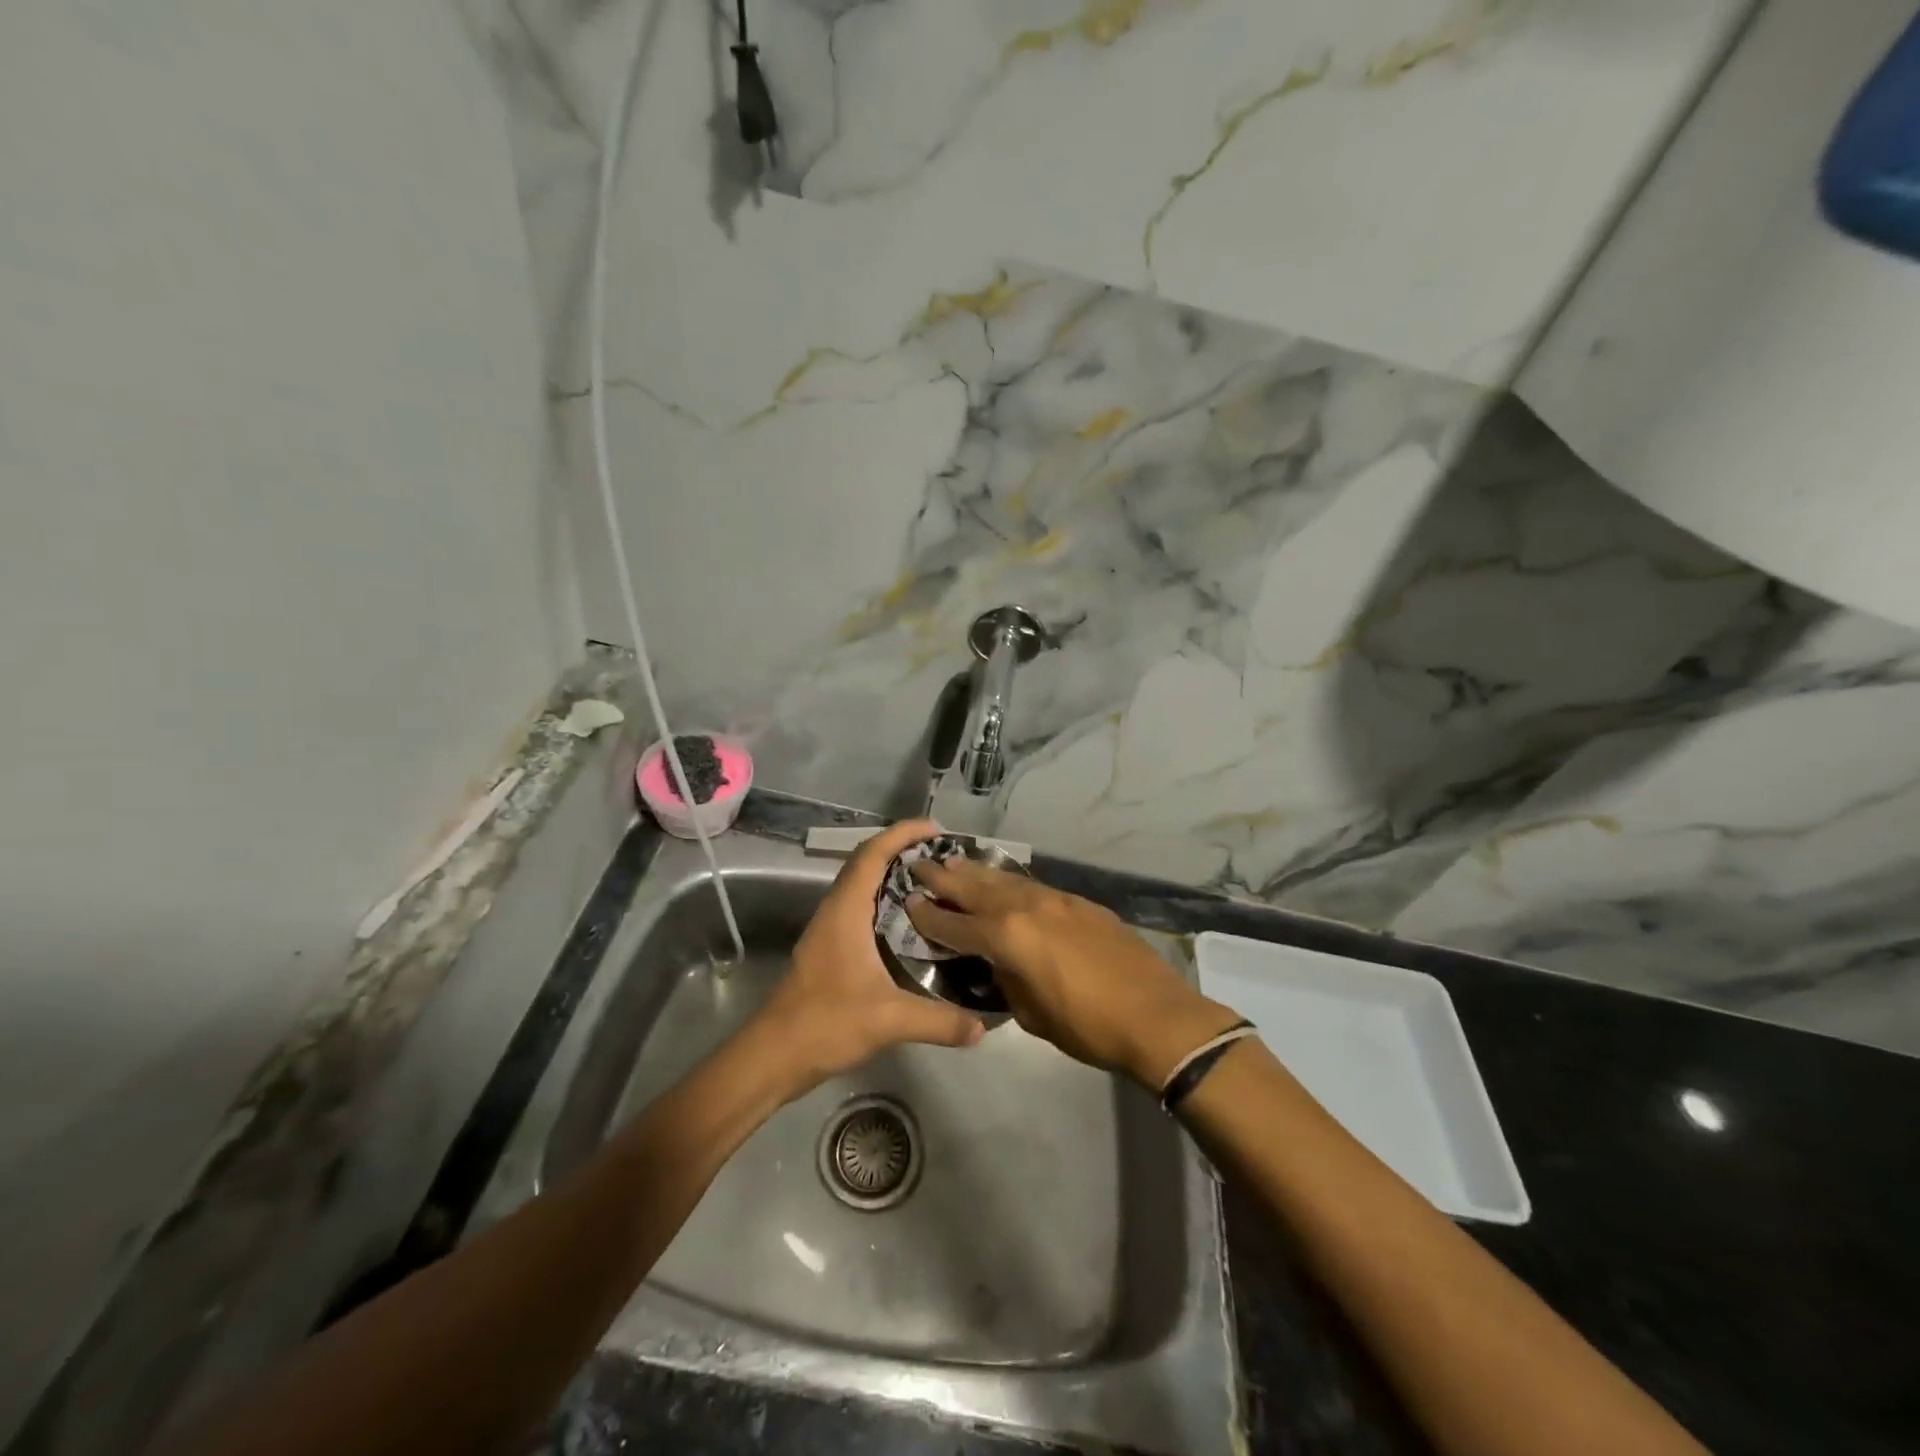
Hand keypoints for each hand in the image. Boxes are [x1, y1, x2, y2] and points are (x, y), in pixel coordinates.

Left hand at [752, 819, 984, 1096]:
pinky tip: (910, 924)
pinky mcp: (828, 948)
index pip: (872, 853)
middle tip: (942, 856)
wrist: (774, 1056)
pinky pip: (859, 907)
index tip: (935, 828)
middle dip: (902, 850)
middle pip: (866, 862)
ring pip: (861, 885)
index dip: (902, 833)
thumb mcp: (890, 1020)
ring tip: (933, 883)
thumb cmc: (826, 1023)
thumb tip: (982, 1028)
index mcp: (845, 910)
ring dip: (892, 875)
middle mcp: (835, 910)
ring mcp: (828, 929)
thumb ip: (939, 1021)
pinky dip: (884, 901)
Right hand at [906, 860, 1241, 1087]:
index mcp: (1007, 936)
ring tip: (955, 862)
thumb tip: (999, 964)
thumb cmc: (1087, 1026)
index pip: (955, 923)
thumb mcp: (1031, 1014)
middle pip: (976, 886)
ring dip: (977, 872)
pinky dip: (1010, 882)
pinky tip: (1005, 883)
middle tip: (920, 865)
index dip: (928, 915)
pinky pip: (1033, 886)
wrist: (1155, 1015)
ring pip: (1006, 878)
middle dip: (945, 876)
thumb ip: (1006, 980)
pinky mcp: (1080, 902)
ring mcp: (1056, 899)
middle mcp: (1026, 907)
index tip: (908, 902)